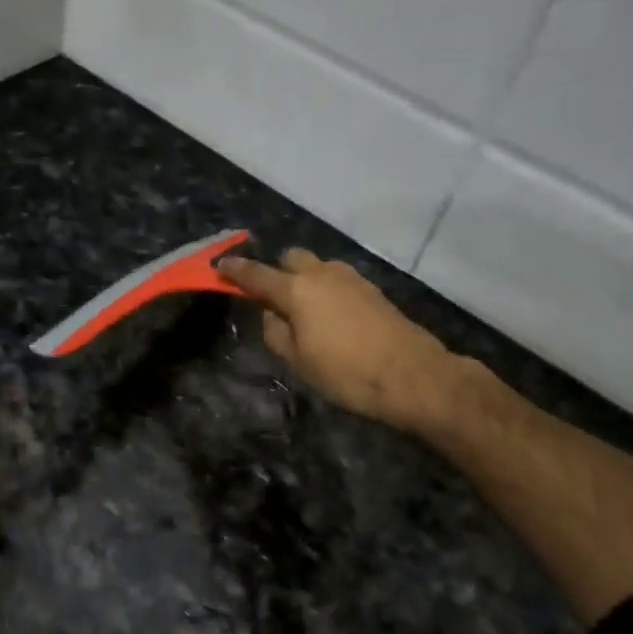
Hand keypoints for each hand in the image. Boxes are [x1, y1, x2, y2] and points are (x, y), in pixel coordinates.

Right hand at [218, 249, 468, 434]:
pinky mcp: (371, 289)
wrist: (413, 375)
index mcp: (296, 290)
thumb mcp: (298, 361)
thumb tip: (272, 315)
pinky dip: (326, 290)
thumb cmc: (347, 372)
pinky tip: (332, 317)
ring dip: (305, 280)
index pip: (256, 274)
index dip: (235, 270)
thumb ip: (276, 332)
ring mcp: (350, 278)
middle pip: (291, 258)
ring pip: (317, 267)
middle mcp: (321, 273)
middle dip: (278, 271)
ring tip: (306, 313)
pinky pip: (337, 280)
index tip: (220, 264)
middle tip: (274, 299)